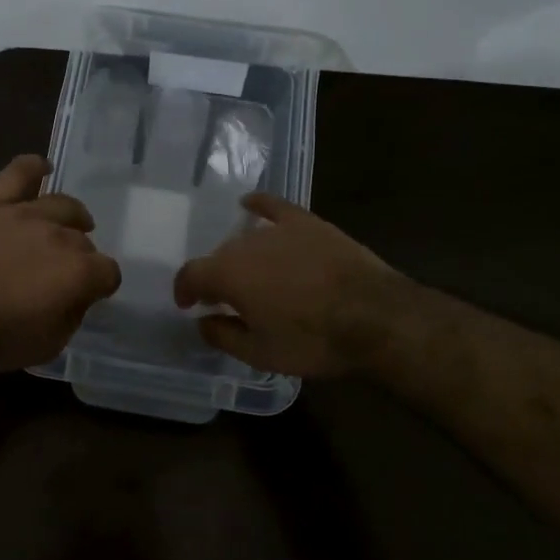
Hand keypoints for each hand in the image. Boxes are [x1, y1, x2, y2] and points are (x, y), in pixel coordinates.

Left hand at [0, 154, 121, 371]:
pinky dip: (34, 168)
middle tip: (61, 275)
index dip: (101, 285)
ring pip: (62, 204)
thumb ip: (72, 315)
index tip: (89, 295)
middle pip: (83, 241)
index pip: (108, 272)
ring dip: (71, 218)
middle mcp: (58, 235)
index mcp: (77, 272)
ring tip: (67, 227)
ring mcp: (24, 214)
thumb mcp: (48, 345)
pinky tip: (43, 170)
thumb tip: (77, 296)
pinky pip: (19, 173)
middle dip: (80, 259)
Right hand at [173, 193, 412, 377]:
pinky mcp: (307, 222)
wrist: (375, 316)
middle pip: (220, 256)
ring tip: (251, 276)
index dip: (184, 290)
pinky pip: (273, 207)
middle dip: (216, 278)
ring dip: (240, 257)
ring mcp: (278, 229)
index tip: (187, 304)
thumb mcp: (261, 354)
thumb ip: (223, 336)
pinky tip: (250, 205)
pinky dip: (258, 206)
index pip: (191, 274)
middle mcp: (246, 244)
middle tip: (227, 300)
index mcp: (228, 274)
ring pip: (246, 239)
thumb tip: (202, 321)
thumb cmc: (313, 341)